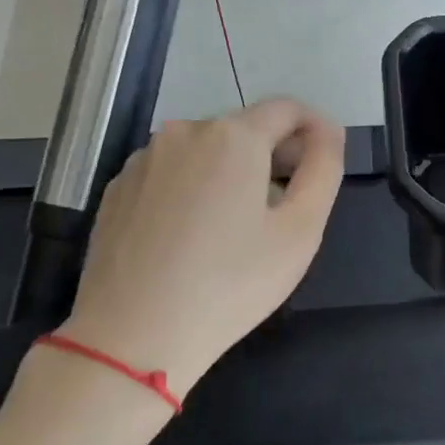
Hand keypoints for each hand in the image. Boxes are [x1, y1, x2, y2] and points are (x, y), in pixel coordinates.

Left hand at [60, 99, 343, 395]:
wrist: (134, 335)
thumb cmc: (231, 284)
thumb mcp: (301, 231)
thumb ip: (324, 170)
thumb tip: (328, 133)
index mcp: (233, 136)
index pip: (288, 109)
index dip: (316, 129)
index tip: (326, 162)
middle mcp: (183, 132)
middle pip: (245, 129)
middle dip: (275, 155)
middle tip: (289, 207)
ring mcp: (143, 159)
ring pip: (205, 152)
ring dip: (232, 173)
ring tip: (239, 228)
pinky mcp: (117, 189)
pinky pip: (171, 174)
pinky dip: (194, 189)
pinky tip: (194, 238)